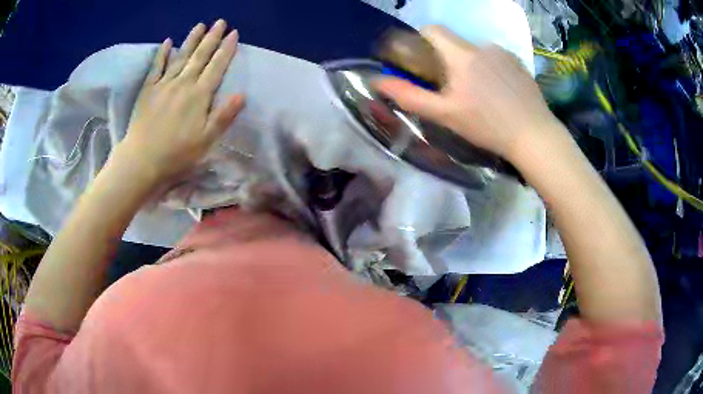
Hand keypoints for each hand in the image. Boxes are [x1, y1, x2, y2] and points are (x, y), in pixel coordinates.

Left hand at [115, 20, 244, 187]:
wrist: (142, 160)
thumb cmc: (177, 154)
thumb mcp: (206, 141)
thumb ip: (223, 116)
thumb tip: (242, 94)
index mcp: (199, 96)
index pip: (216, 67)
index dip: (226, 50)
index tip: (234, 33)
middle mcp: (183, 84)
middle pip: (200, 56)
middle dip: (212, 38)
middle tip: (220, 22)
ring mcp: (164, 85)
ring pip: (181, 57)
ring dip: (191, 40)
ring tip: (201, 25)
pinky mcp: (148, 90)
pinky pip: (156, 67)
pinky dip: (162, 54)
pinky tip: (168, 42)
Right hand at [375, 25, 563, 162]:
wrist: (534, 135)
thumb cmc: (487, 126)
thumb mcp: (445, 114)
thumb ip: (410, 96)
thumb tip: (378, 81)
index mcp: (462, 55)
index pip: (433, 30)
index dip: (423, 40)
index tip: (424, 61)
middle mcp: (482, 46)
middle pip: (455, 43)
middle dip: (448, 59)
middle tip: (453, 88)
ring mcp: (504, 53)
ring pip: (477, 52)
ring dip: (471, 65)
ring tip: (480, 95)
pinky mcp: (519, 63)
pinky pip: (496, 58)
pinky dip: (491, 69)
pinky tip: (499, 93)